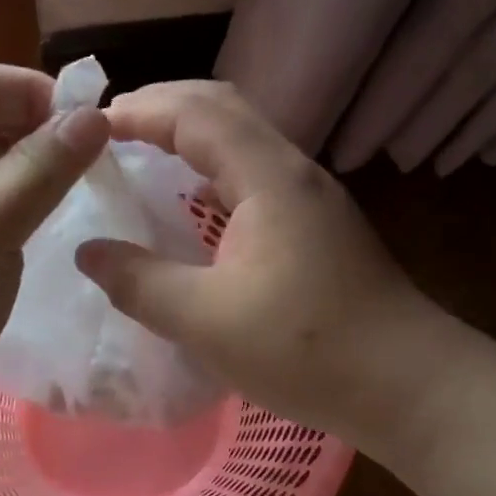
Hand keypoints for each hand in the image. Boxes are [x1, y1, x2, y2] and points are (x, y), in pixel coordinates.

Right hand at [75, 81, 446, 453]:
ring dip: (190, 137)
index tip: (88, 127)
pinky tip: (194, 207)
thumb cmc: (307, 350)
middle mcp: (294, 172)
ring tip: (142, 156)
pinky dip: (212, 171)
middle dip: (163, 108)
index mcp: (269, 178)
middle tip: (110, 131)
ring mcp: (311, 199)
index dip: (139, 110)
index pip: (196, 113)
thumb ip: (140, 282)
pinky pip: (254, 175)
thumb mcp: (206, 321)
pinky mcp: (318, 227)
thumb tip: (88, 252)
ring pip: (242, 140)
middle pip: (223, 109)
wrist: (408, 387)